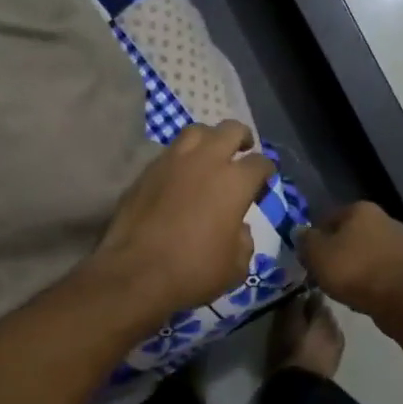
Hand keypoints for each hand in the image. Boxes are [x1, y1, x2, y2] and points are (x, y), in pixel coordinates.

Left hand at [91, 121, 274, 316]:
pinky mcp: (146, 171)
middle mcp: (206, 161)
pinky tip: (181, 174)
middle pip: (230, 130)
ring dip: (209, 138)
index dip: (266, 170)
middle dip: (242, 138)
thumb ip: (243, 240)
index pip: (260, 162)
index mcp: (234, 182)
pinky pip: (170, 152)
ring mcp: (172, 161)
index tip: (264, 180)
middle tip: (243, 149)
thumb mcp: (236, 266)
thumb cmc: (194, 271)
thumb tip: (237, 228)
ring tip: (210, 153)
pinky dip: (181, 157)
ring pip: (196, 131)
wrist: (136, 273)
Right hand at [298, 202, 402, 318]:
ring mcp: (402, 241)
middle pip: (351, 235)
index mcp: (361, 209)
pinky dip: (373, 277)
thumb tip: (300, 232)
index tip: (310, 259)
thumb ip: (305, 240)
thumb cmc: (354, 271)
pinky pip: (383, 268)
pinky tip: (365, 293)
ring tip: (344, 287)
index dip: (316, 240)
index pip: (329, 219)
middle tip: (325, 273)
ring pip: (368, 252)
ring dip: (357, 265)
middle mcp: (385, 218)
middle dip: (338, 251)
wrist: (400, 300)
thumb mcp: (317, 255)